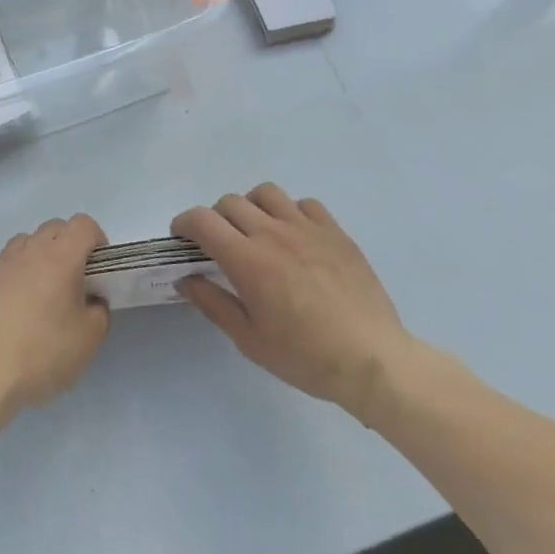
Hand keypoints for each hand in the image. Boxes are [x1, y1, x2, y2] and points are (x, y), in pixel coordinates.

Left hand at [0, 215, 111, 421]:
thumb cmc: (42, 354)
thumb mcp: (89, 340)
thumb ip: (99, 311)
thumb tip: (90, 300)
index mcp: (60, 258)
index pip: (83, 224)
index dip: (96, 240)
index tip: (98, 268)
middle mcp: (27, 252)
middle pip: (53, 228)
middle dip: (68, 245)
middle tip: (72, 282)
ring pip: (23, 244)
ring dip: (36, 257)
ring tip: (40, 293)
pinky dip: (10, 279)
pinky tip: (10, 311)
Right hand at [174, 183, 416, 424]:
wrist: (373, 360)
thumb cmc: (305, 356)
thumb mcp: (249, 339)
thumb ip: (213, 303)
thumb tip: (185, 279)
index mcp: (247, 260)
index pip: (202, 220)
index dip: (184, 223)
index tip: (182, 238)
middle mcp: (273, 233)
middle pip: (230, 202)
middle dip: (215, 218)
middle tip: (219, 244)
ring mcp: (307, 229)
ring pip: (266, 193)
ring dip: (251, 206)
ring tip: (256, 232)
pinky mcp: (336, 233)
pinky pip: (305, 204)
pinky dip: (290, 212)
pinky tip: (295, 237)